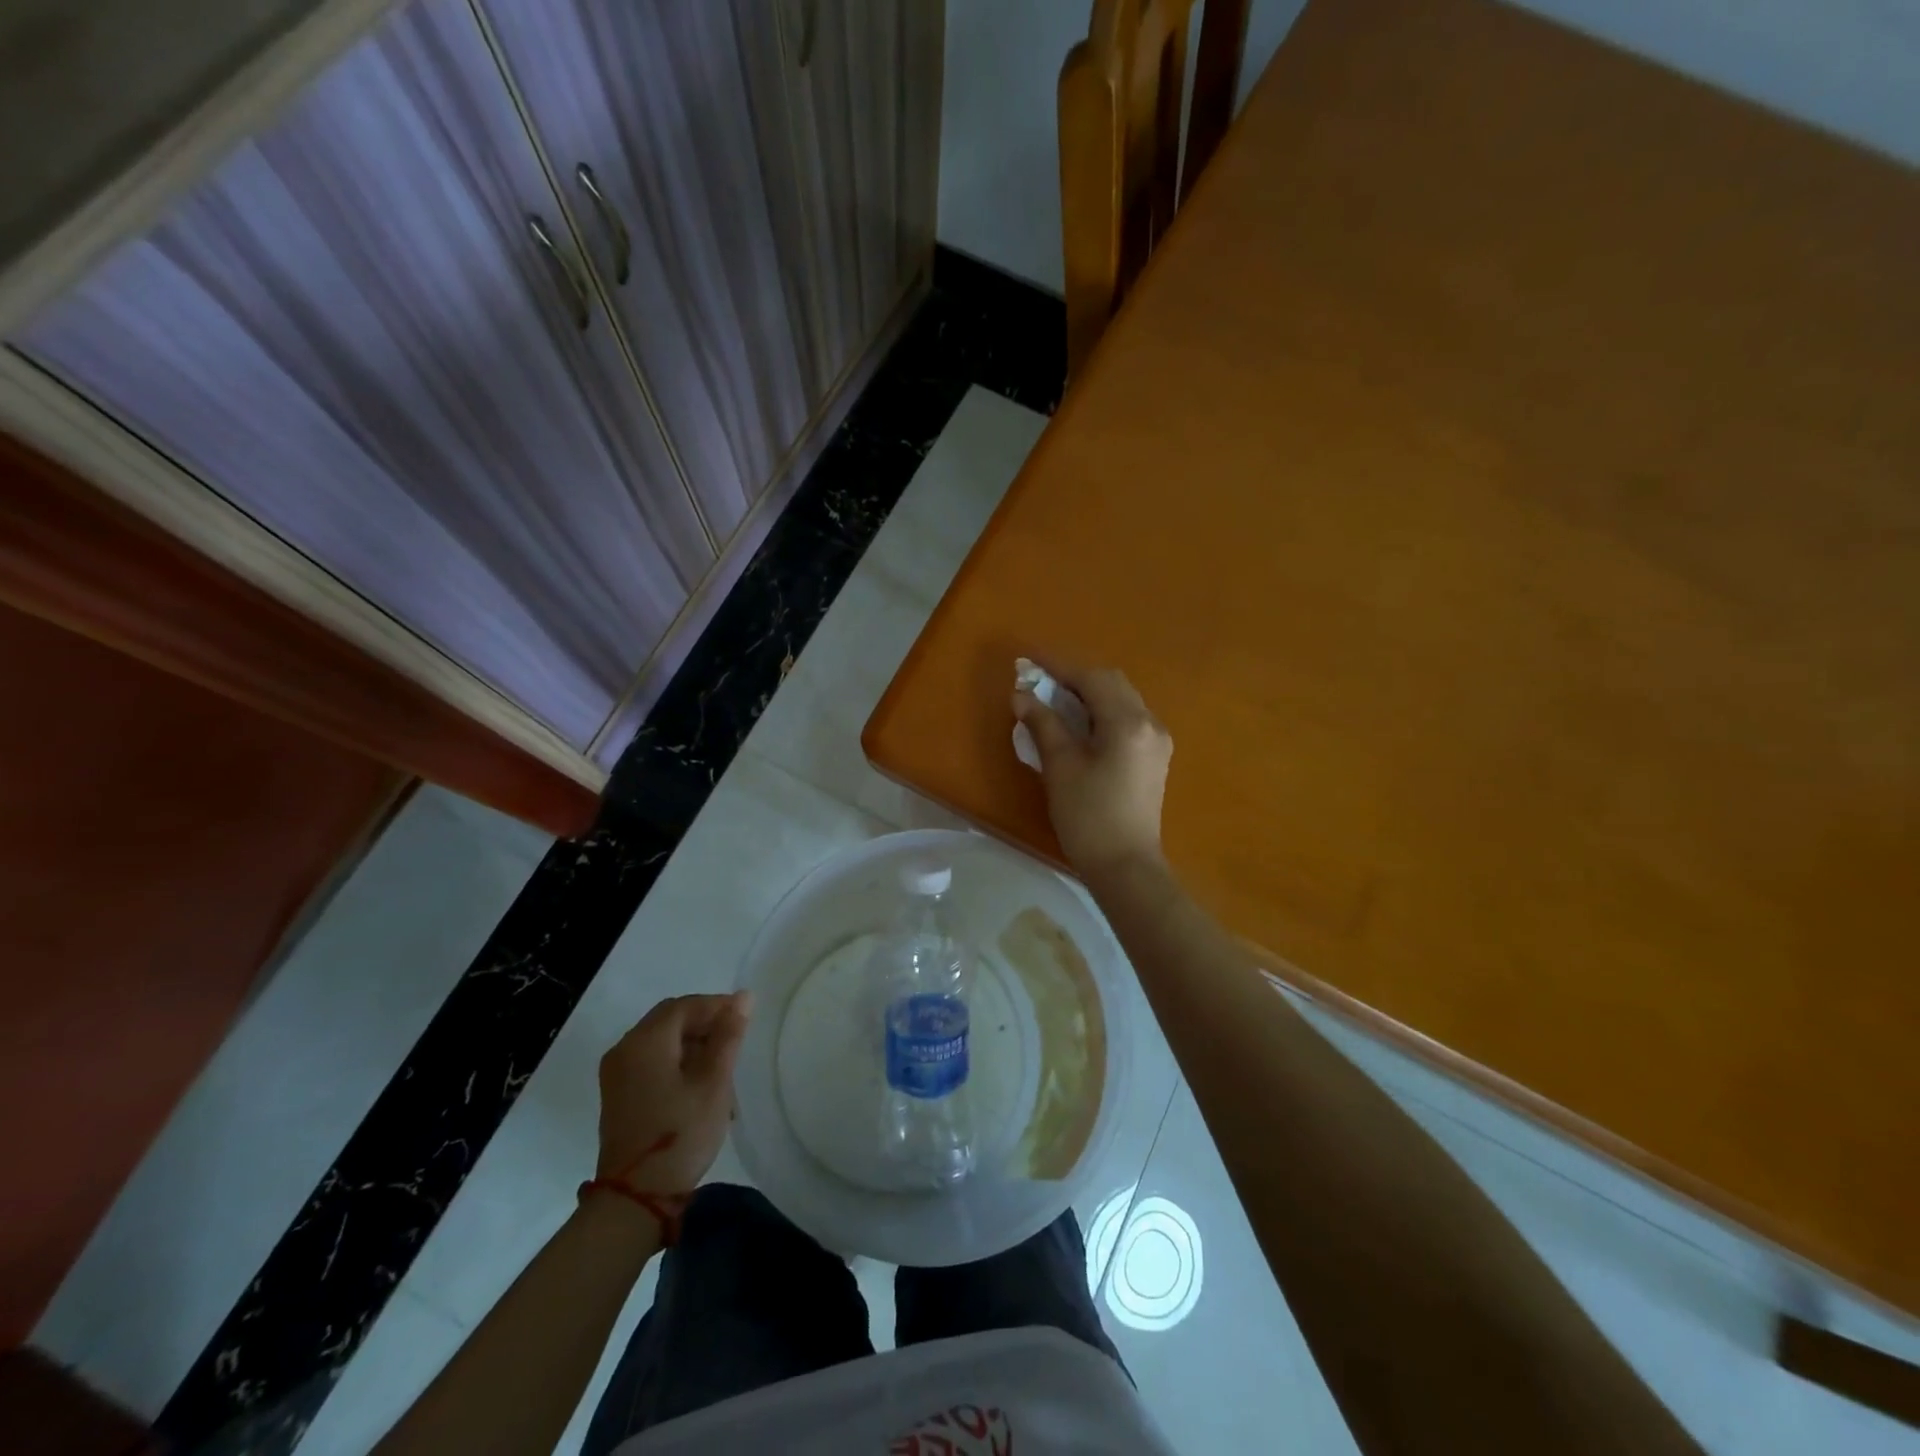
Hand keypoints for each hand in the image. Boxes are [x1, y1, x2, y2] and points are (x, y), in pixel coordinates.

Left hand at [596, 992, 750, 1194]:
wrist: (635, 1199)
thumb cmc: (680, 1134)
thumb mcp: (714, 1082)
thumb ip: (728, 1035)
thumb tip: (743, 997)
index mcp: (645, 1041)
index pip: (685, 1005)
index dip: (717, 1005)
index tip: (746, 1017)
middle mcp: (624, 1049)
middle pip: (670, 1020)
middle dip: (705, 1024)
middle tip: (736, 1039)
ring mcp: (617, 1074)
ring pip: (661, 1041)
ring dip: (693, 1045)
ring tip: (724, 1067)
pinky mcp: (618, 1095)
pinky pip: (651, 1061)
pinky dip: (677, 1062)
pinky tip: (700, 1084)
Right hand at [1013, 664, 1172, 878]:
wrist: (1125, 866)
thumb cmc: (1088, 817)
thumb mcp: (1060, 767)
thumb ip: (1043, 724)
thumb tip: (1022, 695)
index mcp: (1128, 723)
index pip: (1091, 679)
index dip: (1058, 666)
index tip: (1029, 660)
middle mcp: (1150, 723)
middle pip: (1112, 683)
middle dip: (1075, 677)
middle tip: (1041, 681)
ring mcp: (1157, 740)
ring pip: (1122, 699)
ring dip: (1090, 693)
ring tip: (1056, 699)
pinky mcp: (1154, 757)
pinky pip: (1127, 718)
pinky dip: (1102, 711)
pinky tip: (1081, 723)